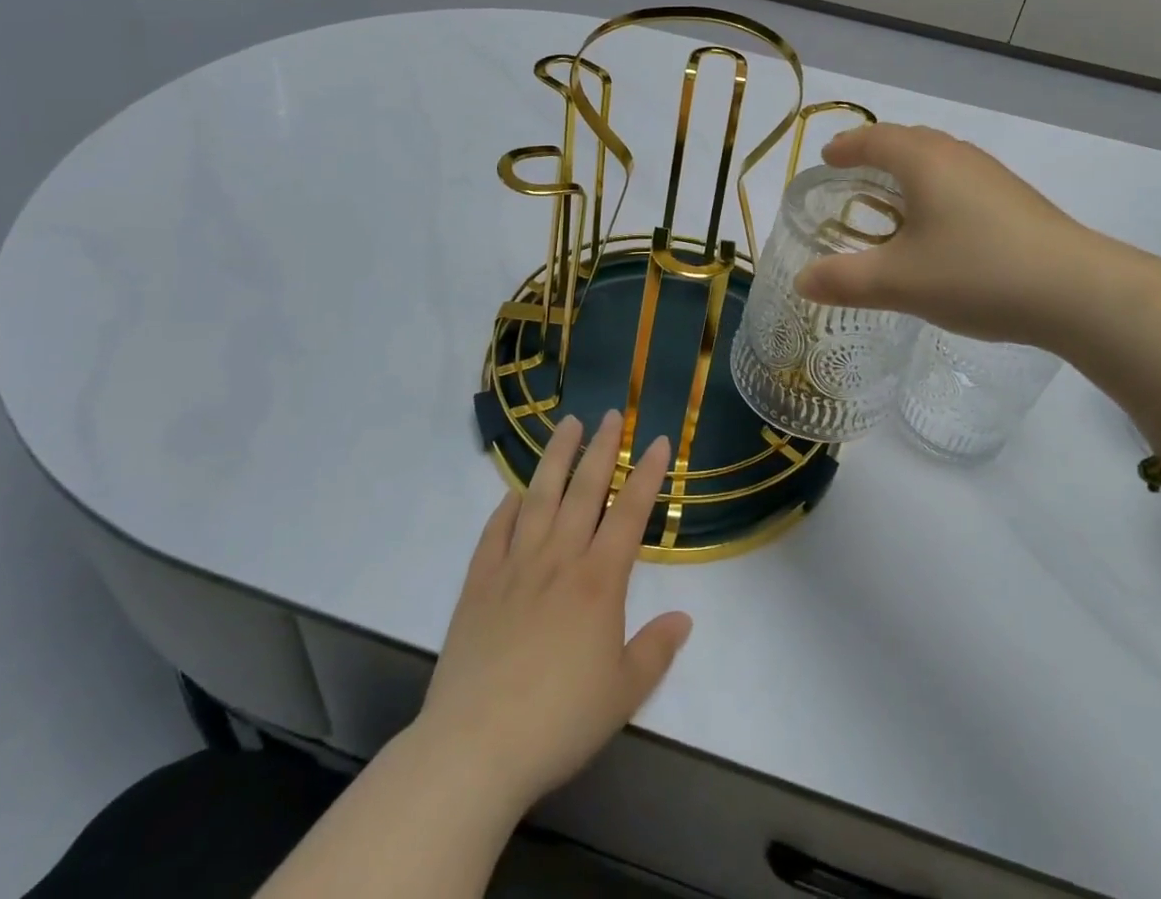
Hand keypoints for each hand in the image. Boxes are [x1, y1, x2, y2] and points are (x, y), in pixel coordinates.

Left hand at [413, 411, 692, 816]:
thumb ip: (656, 649)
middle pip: (584, 490)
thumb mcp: (624, 693)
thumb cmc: (560, 721)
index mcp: (598, 581)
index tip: (658, 441)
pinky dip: (507, 506)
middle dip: (602, 448)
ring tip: (567, 424)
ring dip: (556, 457)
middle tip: (612, 414)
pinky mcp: (479, 583)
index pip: (629, 512)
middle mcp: (558, 559)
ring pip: (539, 497)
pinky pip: (495, 531)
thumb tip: (684, 617)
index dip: (647, 474)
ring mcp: (514, 566)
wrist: (476, 747)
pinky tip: (515, 491)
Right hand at [794, 123, 1105, 345]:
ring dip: (909, 172)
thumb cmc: (977, 273)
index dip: (846, 147)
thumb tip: (803, 281)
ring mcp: (993, 176)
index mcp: (924, 161)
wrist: (1078, 292)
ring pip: (939, 160)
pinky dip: (937, 190)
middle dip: (876, 153)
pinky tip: (941, 227)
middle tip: (854, 175)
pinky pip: (961, 181)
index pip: (874, 139)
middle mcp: (958, 156)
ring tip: (893, 199)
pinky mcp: (1017, 200)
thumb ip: (844, 280)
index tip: (826, 158)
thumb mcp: (899, 283)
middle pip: (909, 141)